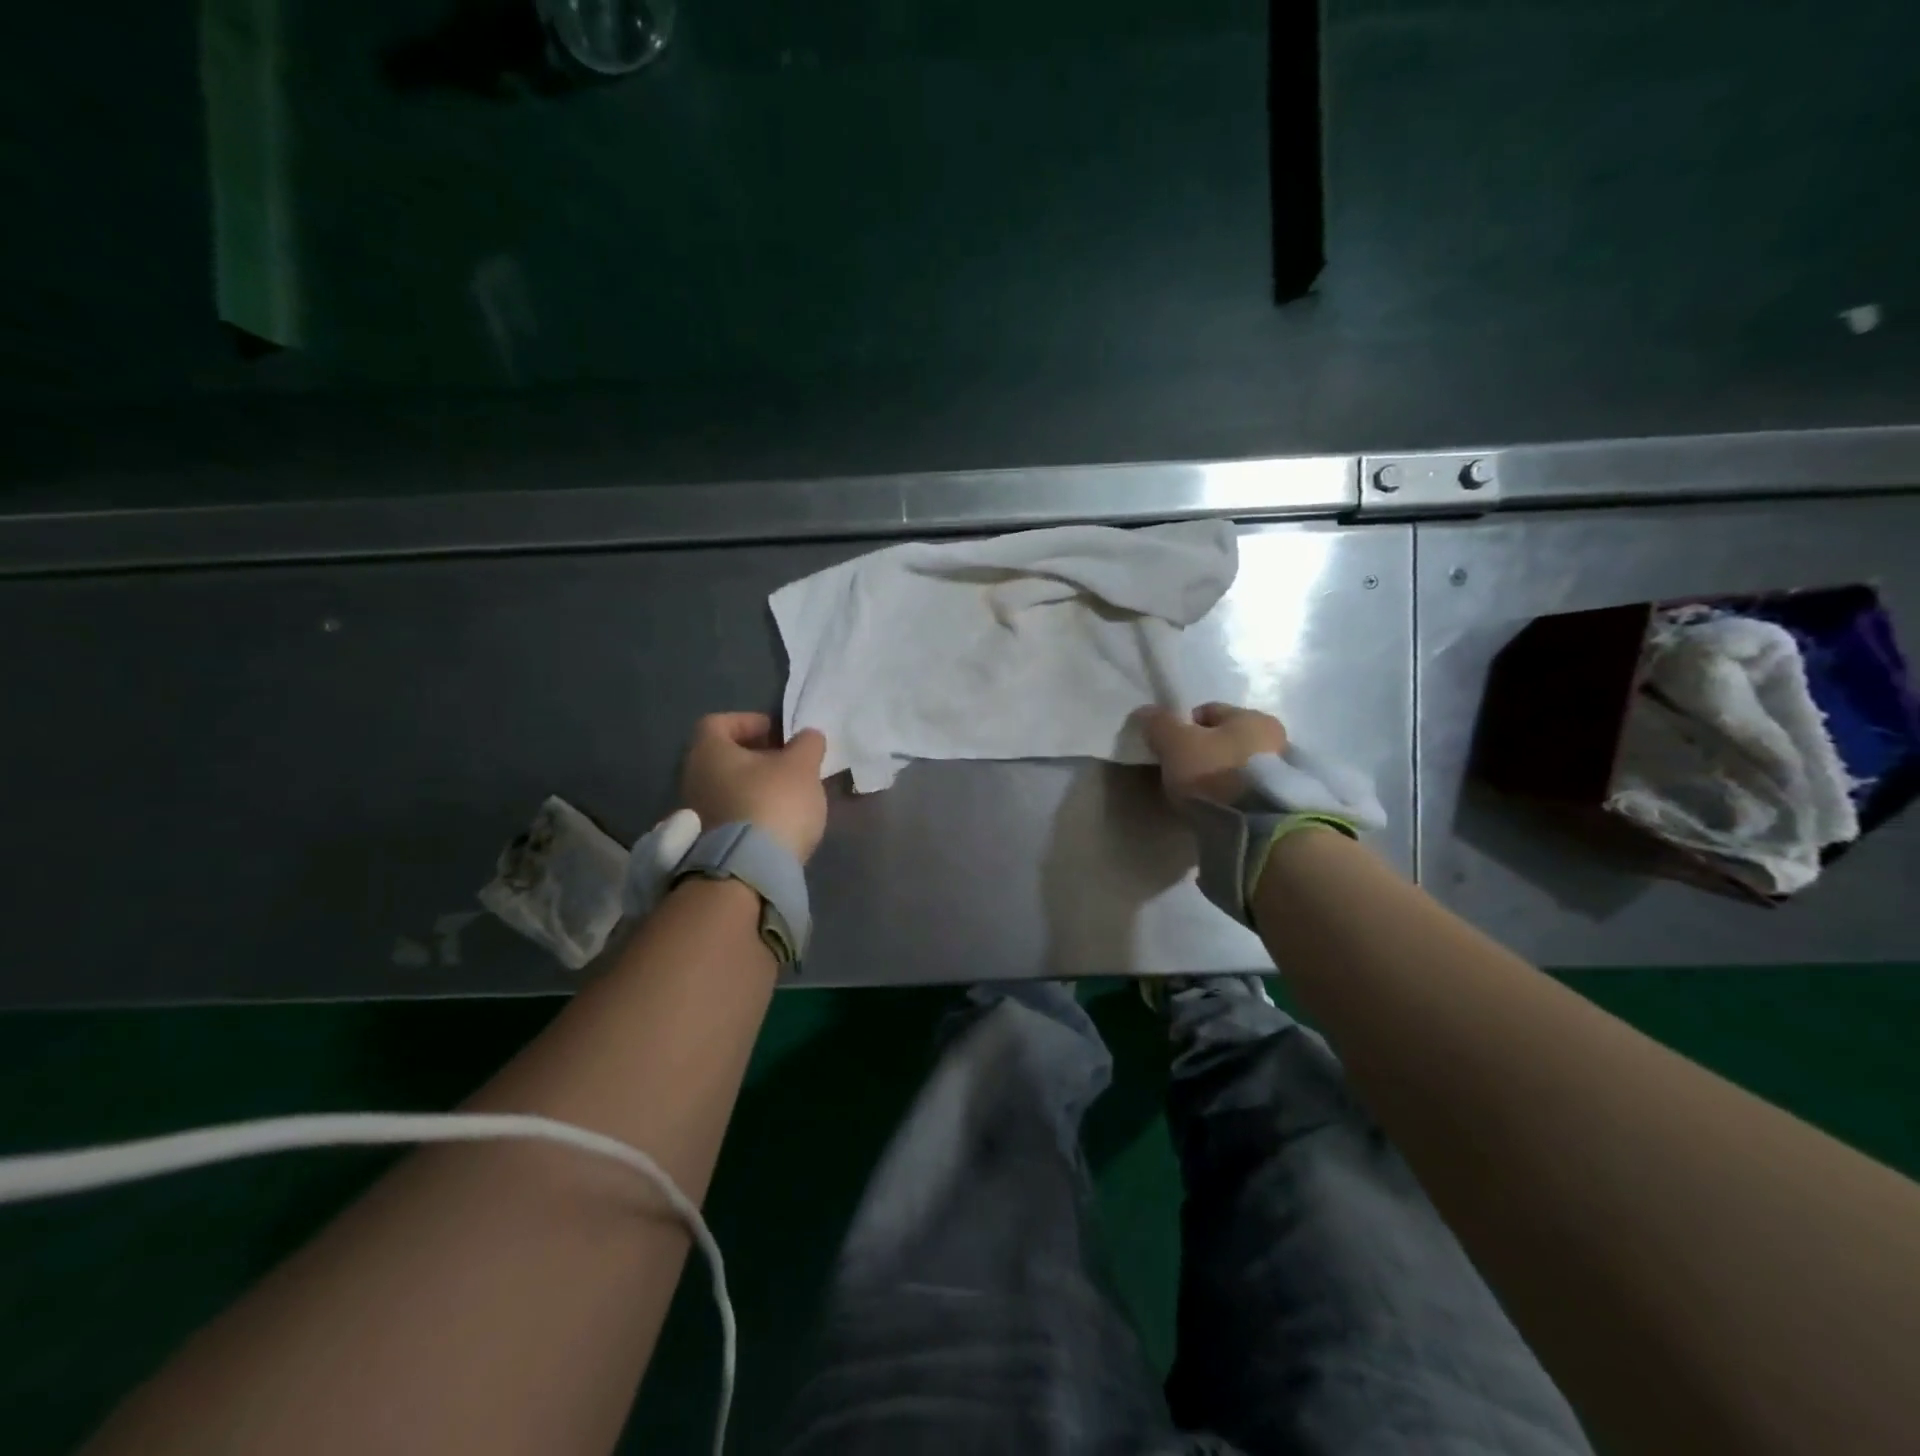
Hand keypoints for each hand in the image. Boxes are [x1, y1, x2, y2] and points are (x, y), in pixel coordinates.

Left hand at [679, 713, 829, 863]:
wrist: (749, 871)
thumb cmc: (772, 802)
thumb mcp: (801, 767)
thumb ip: (807, 744)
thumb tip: (807, 736)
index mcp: (708, 752)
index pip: (718, 722)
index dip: (749, 722)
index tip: (777, 734)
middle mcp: (692, 779)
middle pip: (723, 758)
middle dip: (757, 757)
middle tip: (788, 764)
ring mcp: (696, 815)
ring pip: (727, 789)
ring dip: (755, 787)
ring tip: (788, 796)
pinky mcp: (706, 845)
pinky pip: (731, 816)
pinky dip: (751, 813)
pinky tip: (777, 824)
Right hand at [1135, 702, 1286, 805]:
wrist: (1253, 827)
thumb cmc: (1214, 773)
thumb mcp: (1176, 743)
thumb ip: (1158, 723)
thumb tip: (1144, 712)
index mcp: (1253, 716)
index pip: (1208, 711)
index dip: (1182, 726)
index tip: (1167, 748)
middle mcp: (1275, 738)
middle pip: (1223, 739)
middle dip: (1202, 751)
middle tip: (1180, 772)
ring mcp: (1282, 772)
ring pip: (1234, 765)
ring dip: (1217, 774)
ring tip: (1197, 794)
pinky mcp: (1279, 802)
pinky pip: (1244, 789)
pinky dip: (1229, 794)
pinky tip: (1214, 806)